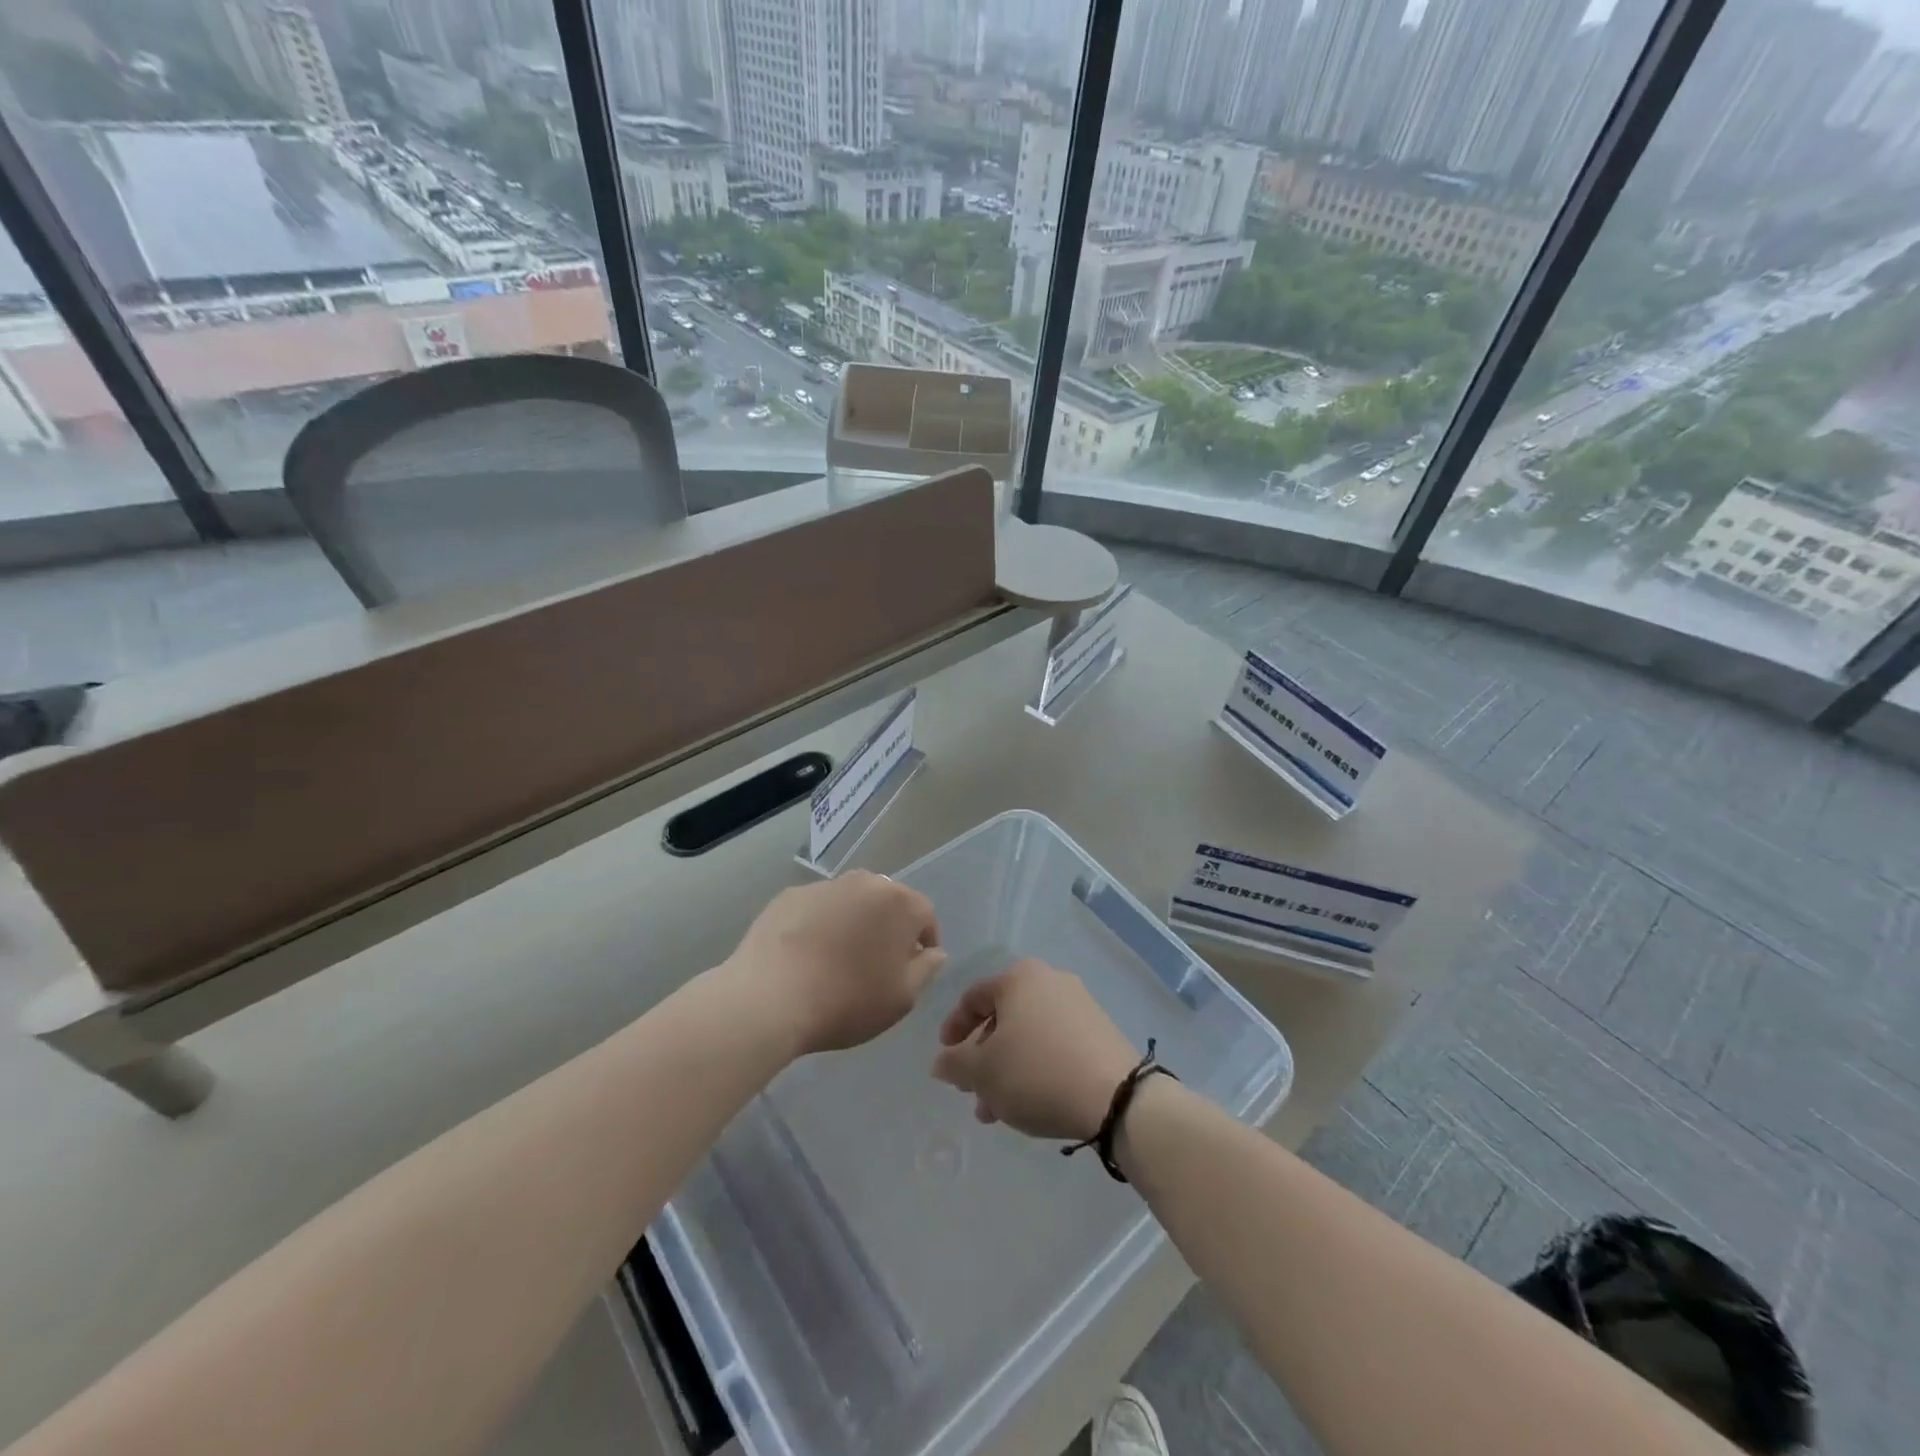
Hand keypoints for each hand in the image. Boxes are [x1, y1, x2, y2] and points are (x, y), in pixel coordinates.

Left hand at [725, 871, 946, 1055]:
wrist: (770, 998)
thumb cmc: (847, 1000)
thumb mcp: (902, 998)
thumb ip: (926, 970)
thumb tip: (934, 952)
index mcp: (899, 903)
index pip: (925, 915)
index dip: (924, 942)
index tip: (914, 968)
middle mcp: (865, 883)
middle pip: (887, 903)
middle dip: (888, 928)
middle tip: (876, 964)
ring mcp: (824, 886)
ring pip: (850, 902)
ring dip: (852, 924)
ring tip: (837, 960)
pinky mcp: (788, 896)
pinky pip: (816, 909)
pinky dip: (818, 925)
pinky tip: (805, 956)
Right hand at [930, 959, 1139, 1140]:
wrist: (1115, 1097)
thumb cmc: (1036, 1072)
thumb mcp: (982, 1072)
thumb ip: (954, 1064)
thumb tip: (941, 1062)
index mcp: (1019, 978)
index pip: (973, 998)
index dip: (953, 1029)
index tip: (946, 1059)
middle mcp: (1050, 980)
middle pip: (1003, 1018)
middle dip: (983, 1058)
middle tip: (973, 1093)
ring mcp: (1079, 1004)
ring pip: (1029, 1035)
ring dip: (1008, 1069)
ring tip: (999, 1111)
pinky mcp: (1100, 1031)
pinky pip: (1055, 1044)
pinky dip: (1037, 1068)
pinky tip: (1032, 1103)